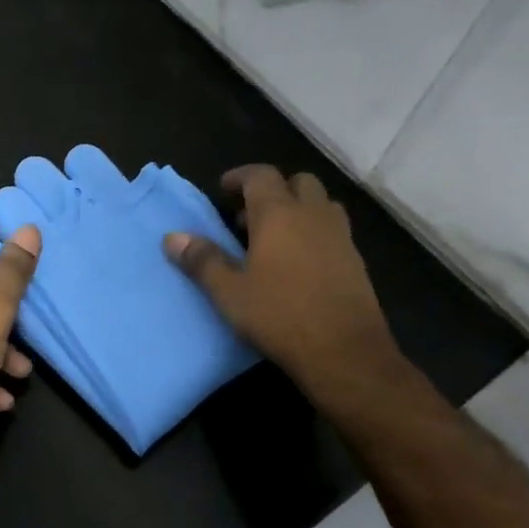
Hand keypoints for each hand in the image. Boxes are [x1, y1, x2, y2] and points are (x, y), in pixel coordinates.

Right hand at [164, 165, 404, 410]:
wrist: (345, 352)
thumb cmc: (280, 315)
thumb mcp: (229, 292)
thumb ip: (202, 260)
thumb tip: (172, 237)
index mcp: (279, 214)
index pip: (260, 175)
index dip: (240, 177)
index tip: (223, 190)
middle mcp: (313, 215)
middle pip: (298, 182)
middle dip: (273, 190)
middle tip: (248, 215)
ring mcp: (340, 237)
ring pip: (320, 204)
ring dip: (298, 209)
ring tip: (274, 236)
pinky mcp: (356, 261)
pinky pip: (333, 231)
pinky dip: (314, 232)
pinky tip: (298, 263)